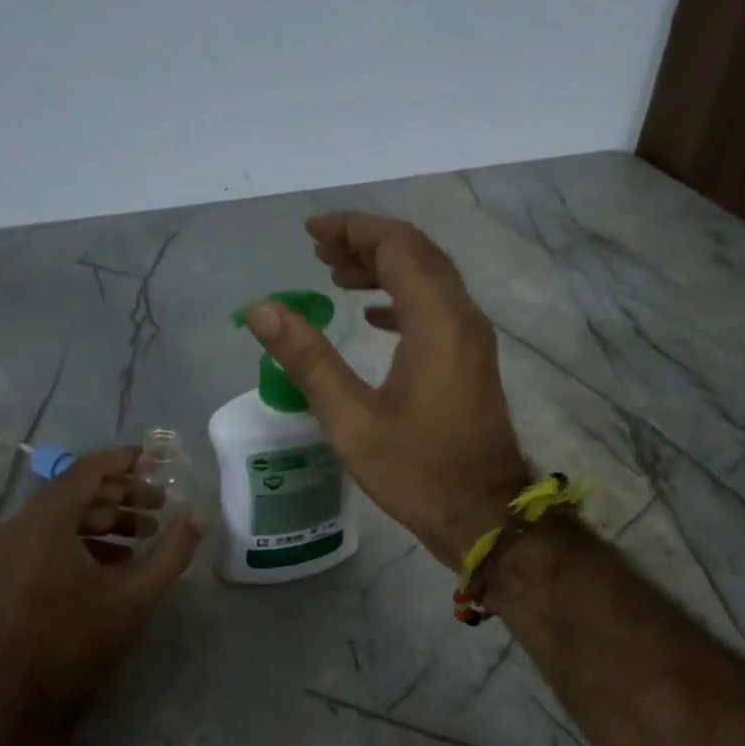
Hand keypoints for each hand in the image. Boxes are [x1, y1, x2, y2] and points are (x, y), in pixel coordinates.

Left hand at [0, 447, 202, 729]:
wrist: (21, 701)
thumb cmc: (79, 642)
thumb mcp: (137, 596)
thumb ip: (172, 551)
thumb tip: (201, 515)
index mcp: (46, 521)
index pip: (88, 471)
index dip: (124, 460)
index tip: (157, 459)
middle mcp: (20, 526)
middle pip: (76, 490)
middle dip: (121, 493)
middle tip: (160, 503)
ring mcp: (9, 550)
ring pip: (63, 515)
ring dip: (105, 517)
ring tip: (145, 532)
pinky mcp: (9, 572)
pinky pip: (50, 537)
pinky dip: (84, 538)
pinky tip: (118, 559)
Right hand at [244, 213, 529, 568]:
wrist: (483, 515)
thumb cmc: (417, 472)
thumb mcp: (351, 421)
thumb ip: (308, 359)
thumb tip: (261, 309)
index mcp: (437, 323)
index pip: (397, 246)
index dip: (353, 229)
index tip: (310, 234)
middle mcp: (463, 318)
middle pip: (417, 253)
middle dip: (366, 242)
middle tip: (318, 252)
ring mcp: (473, 340)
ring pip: (430, 279)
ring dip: (385, 268)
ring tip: (336, 276)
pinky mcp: (472, 361)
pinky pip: (438, 308)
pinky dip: (403, 298)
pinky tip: (373, 315)